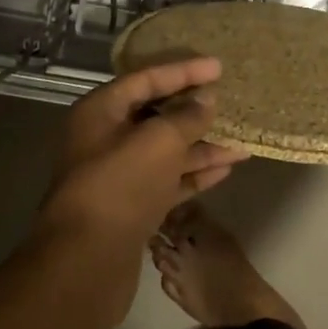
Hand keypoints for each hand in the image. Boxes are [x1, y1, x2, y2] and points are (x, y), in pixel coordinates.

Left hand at [38, 57, 247, 253]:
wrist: (87, 261)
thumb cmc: (121, 185)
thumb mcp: (159, 141)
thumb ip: (186, 116)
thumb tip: (205, 100)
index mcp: (100, 112)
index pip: (146, 79)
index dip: (183, 71)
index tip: (218, 67)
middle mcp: (105, 139)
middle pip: (155, 115)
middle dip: (194, 111)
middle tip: (229, 102)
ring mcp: (118, 175)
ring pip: (165, 151)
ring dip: (201, 146)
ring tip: (241, 144)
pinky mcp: (131, 206)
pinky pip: (167, 180)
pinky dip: (194, 174)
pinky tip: (225, 169)